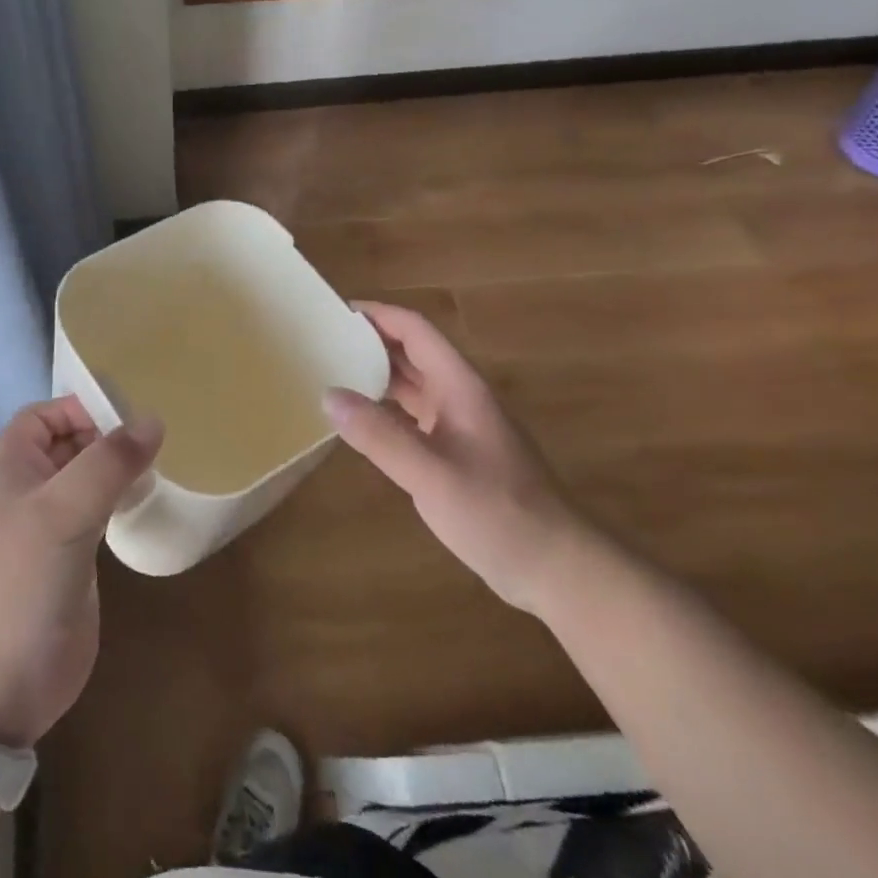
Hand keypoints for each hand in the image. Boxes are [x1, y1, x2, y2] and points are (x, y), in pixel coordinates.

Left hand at [0, 398, 162, 748]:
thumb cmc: (21, 582)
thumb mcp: (62, 512)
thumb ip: (107, 464)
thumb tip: (152, 420)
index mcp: (13, 467)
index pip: (43, 415)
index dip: (78, 407)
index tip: (125, 414)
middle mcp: (30, 490)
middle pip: (68, 444)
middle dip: (105, 435)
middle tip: (156, 437)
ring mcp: (52, 527)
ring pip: (87, 479)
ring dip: (117, 469)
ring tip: (160, 464)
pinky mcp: (74, 561)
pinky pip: (100, 514)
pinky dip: (122, 501)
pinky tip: (149, 503)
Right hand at [324, 301, 593, 612]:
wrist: (555, 566)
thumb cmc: (499, 513)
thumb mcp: (433, 475)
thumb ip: (380, 436)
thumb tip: (329, 395)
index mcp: (459, 387)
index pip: (415, 330)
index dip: (378, 314)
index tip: (335, 312)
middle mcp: (459, 397)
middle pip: (411, 352)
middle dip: (370, 340)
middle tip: (322, 341)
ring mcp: (459, 425)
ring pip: (411, 384)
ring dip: (375, 373)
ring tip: (331, 373)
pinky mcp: (456, 453)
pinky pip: (412, 415)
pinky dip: (384, 408)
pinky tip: (359, 421)